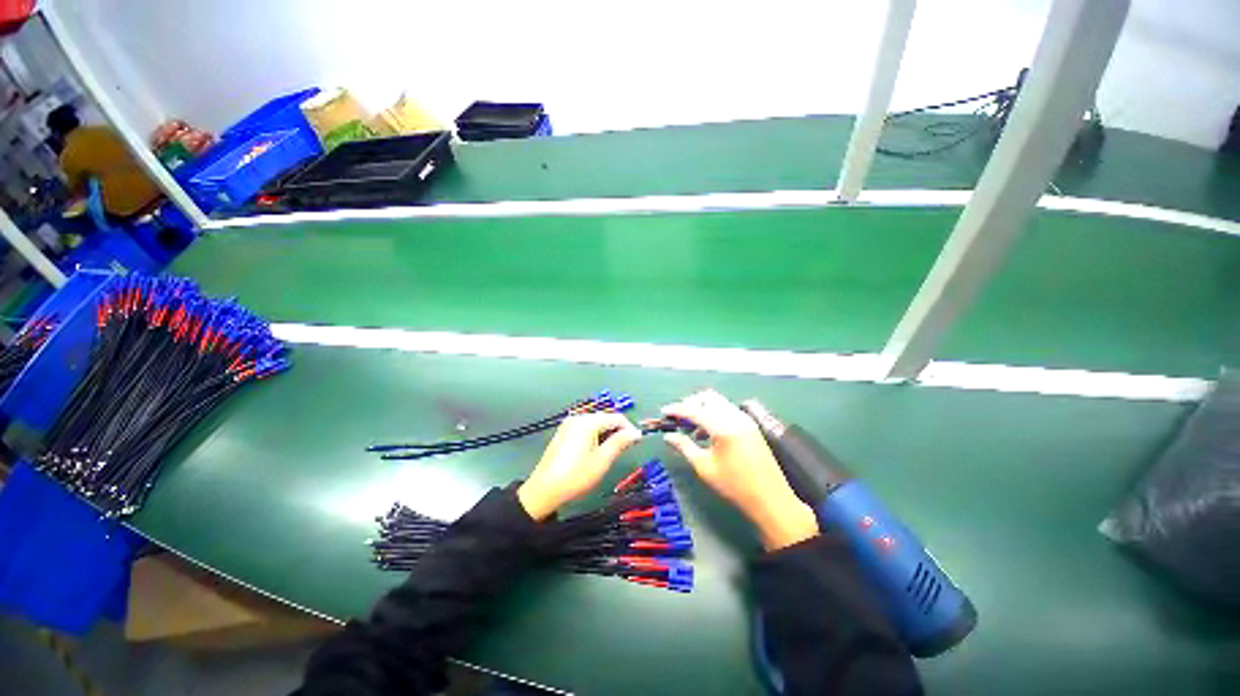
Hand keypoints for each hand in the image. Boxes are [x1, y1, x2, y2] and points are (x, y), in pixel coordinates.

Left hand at [517, 413, 641, 520]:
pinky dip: (595, 436)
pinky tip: (595, 452)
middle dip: (618, 431)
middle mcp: (578, 418)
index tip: (637, 443)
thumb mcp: (602, 460)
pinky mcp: (564, 432)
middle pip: (606, 418)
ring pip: (596, 423)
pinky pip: (586, 428)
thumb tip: (636, 432)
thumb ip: (620, 442)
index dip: (629, 429)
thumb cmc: (576, 476)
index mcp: (588, 422)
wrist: (544, 490)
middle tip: (624, 450)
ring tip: (610, 453)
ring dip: (607, 434)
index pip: (617, 418)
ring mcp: (569, 424)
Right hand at [663, 390, 817, 550]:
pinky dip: (713, 414)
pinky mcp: (750, 425)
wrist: (770, 499)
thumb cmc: (734, 486)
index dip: (676, 409)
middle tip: (678, 418)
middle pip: (707, 397)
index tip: (664, 412)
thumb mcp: (704, 467)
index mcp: (723, 427)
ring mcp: (745, 419)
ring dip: (702, 408)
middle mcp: (735, 417)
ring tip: (690, 427)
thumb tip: (668, 436)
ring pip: (718, 402)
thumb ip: (684, 447)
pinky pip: (727, 410)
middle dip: (690, 403)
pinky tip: (706, 432)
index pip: (694, 410)